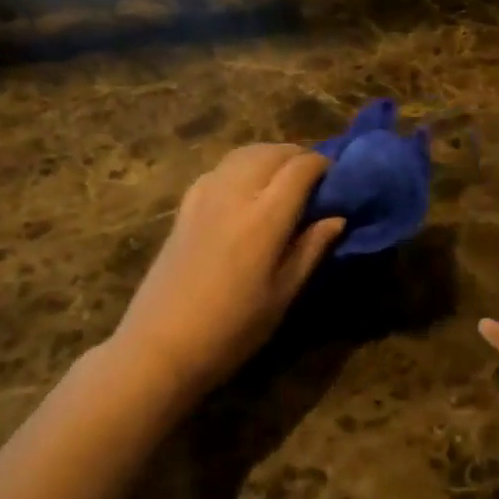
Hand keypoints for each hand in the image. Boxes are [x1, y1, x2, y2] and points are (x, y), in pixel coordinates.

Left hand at [111, 144, 345, 393]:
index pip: (300, 168)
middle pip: (272, 152)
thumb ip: (311, 249)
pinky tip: (246, 191)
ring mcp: (204, 196)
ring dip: (270, 158)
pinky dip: (242, 167)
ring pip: (243, 154)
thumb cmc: (232, 330)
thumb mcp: (282, 295)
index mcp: (264, 218)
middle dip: (298, 157)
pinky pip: (220, 169)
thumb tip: (337, 218)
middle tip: (314, 182)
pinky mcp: (184, 206)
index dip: (323, 166)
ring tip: (283, 182)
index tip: (337, 180)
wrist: (160, 346)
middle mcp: (234, 194)